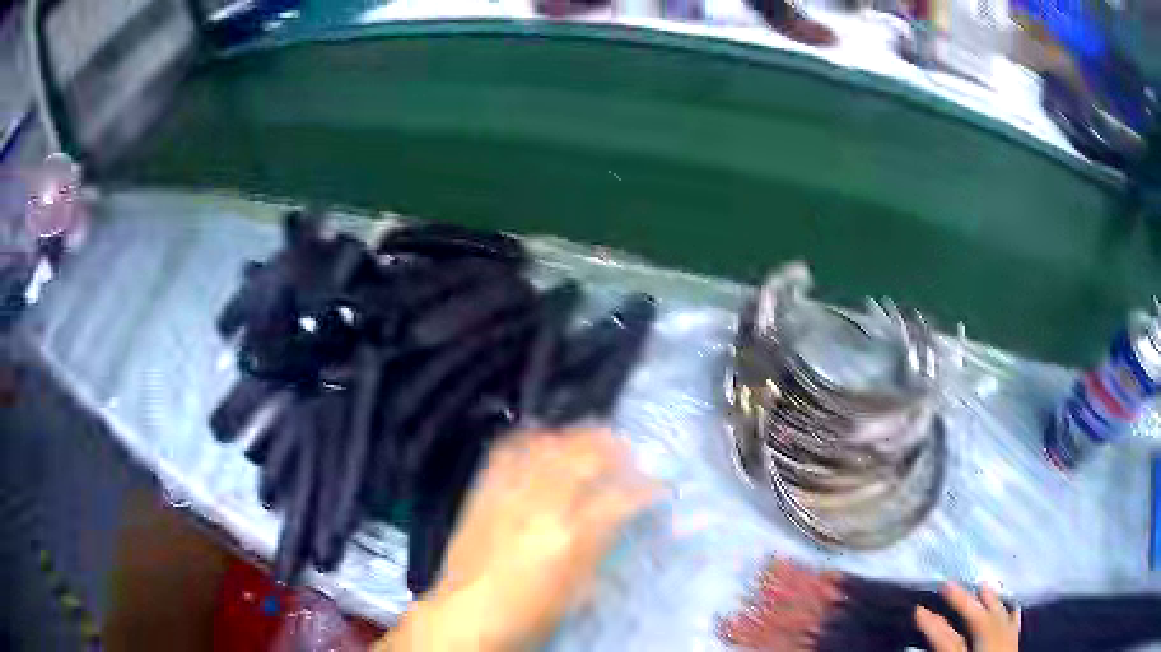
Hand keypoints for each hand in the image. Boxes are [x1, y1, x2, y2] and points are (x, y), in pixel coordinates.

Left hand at [379, 428, 657, 650]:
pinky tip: (542, 440)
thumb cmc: (530, 612)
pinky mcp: (482, 491)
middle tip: (627, 453)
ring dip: (574, 438)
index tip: (658, 485)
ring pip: (546, 446)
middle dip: (612, 448)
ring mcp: (508, 493)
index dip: (646, 488)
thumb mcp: (579, 588)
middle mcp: (540, 505)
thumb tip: (620, 516)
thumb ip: (601, 545)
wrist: (467, 614)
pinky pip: (507, 451)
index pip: (619, 498)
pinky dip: (530, 440)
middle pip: (582, 456)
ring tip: (588, 441)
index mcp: (570, 536)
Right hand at [915, 583, 1020, 651]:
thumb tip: (914, 651)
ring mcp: (1005, 647)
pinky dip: (1012, 616)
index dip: (934, 627)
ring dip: (991, 602)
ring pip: (1000, 619)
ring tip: (983, 585)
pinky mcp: (1013, 650)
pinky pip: (1015, 629)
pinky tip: (1013, 606)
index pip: (949, 643)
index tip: (918, 610)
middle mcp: (990, 649)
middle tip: (947, 584)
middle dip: (964, 603)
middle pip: (978, 622)